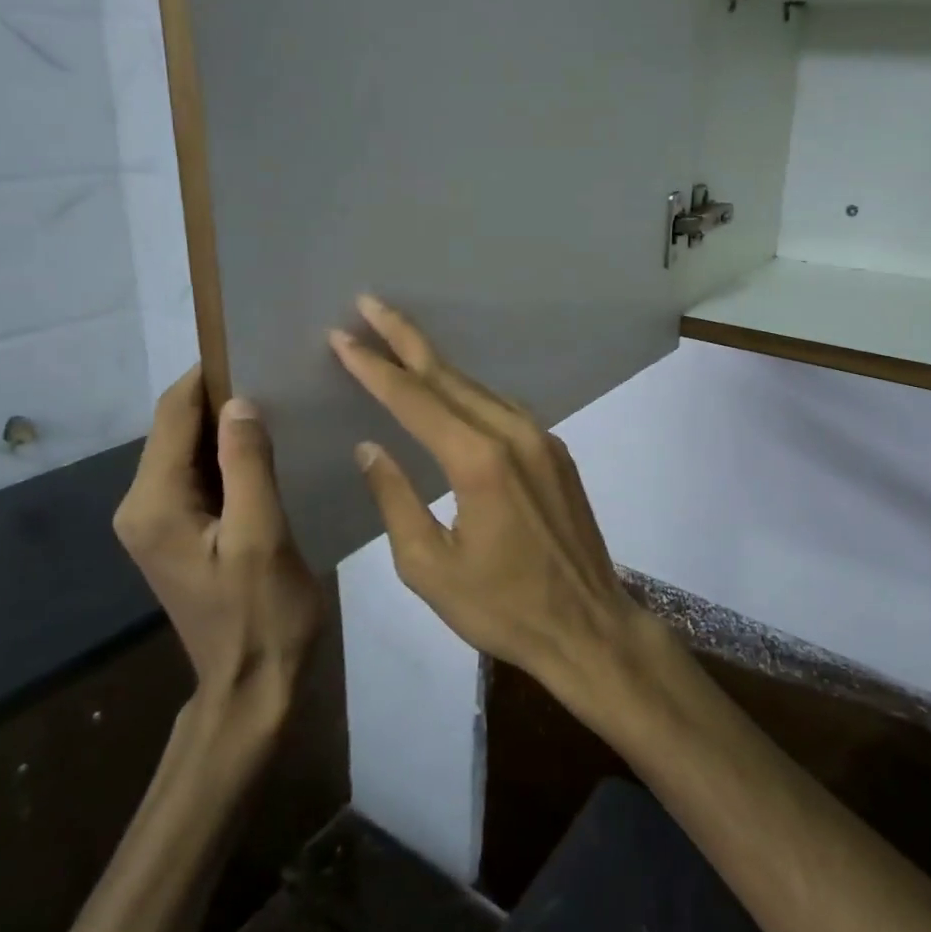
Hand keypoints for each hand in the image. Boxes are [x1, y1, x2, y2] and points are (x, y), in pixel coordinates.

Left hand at [113, 367, 322, 724]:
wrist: (251, 688)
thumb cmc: (262, 615)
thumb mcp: (262, 536)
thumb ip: (248, 465)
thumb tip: (240, 400)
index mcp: (153, 504)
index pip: (173, 416)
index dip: (207, 376)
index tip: (253, 347)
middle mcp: (142, 506)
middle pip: (177, 429)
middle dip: (221, 398)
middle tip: (278, 374)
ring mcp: (157, 522)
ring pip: (190, 451)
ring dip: (228, 426)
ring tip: (280, 403)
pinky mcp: (179, 533)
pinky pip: (200, 476)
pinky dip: (229, 456)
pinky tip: (268, 449)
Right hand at [328, 296, 643, 695]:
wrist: (589, 627)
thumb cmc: (502, 608)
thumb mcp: (429, 567)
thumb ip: (395, 500)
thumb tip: (370, 447)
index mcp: (477, 462)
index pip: (414, 399)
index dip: (374, 366)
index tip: (342, 336)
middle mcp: (513, 434)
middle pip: (449, 376)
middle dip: (405, 338)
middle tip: (369, 304)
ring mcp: (542, 439)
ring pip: (478, 388)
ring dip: (437, 364)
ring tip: (399, 340)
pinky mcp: (556, 451)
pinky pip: (503, 408)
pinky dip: (469, 392)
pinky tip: (450, 390)